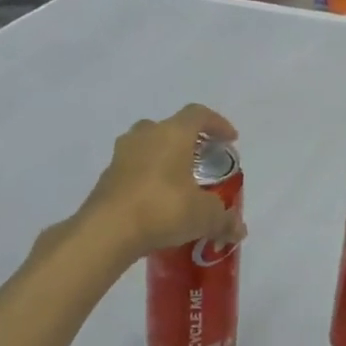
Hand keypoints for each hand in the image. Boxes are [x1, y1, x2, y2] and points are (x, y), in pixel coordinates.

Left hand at [79, 104, 246, 260]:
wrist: (107, 231)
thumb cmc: (163, 209)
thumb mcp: (204, 216)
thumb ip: (224, 219)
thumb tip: (239, 230)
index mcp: (173, 134)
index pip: (198, 115)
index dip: (218, 123)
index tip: (230, 140)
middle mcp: (145, 136)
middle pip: (170, 127)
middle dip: (188, 141)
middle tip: (201, 160)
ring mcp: (121, 155)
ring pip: (147, 147)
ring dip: (164, 158)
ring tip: (178, 182)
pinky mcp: (106, 177)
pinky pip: (133, 170)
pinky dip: (147, 178)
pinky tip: (157, 201)